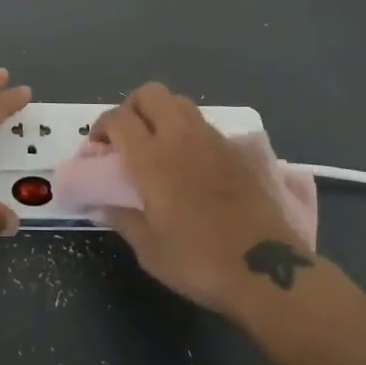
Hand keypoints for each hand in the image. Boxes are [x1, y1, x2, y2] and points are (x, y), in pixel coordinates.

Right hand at [93, 82, 314, 312]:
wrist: (268, 270)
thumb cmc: (200, 261)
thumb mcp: (150, 250)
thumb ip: (122, 219)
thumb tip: (99, 206)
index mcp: (152, 159)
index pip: (118, 118)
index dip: (102, 126)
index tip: (97, 148)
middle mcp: (181, 138)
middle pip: (151, 94)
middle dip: (132, 107)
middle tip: (127, 137)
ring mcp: (213, 140)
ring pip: (180, 103)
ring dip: (162, 114)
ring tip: (159, 144)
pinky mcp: (238, 150)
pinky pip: (206, 125)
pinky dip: (190, 132)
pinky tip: (192, 162)